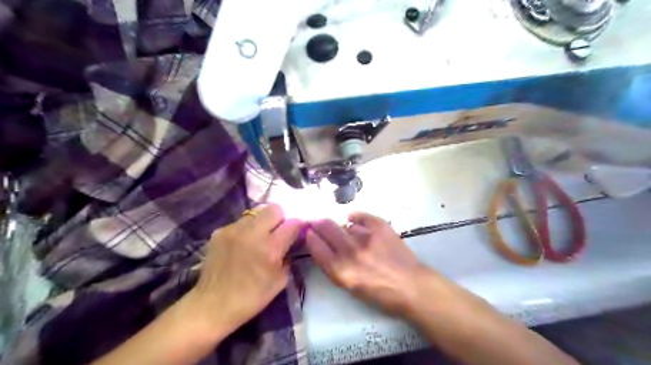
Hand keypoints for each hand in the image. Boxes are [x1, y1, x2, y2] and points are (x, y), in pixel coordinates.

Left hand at [187, 204, 300, 332]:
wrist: (212, 306)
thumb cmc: (251, 298)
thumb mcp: (280, 281)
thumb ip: (288, 256)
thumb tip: (290, 243)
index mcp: (271, 248)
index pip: (293, 224)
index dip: (298, 226)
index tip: (296, 232)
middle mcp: (253, 233)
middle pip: (274, 209)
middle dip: (280, 219)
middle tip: (277, 233)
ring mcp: (233, 230)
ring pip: (256, 213)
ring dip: (262, 223)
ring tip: (257, 238)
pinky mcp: (219, 232)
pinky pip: (240, 222)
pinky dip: (246, 230)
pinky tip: (241, 245)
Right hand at [307, 211, 428, 316]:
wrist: (411, 286)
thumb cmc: (379, 293)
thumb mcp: (348, 286)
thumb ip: (332, 265)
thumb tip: (322, 243)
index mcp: (340, 271)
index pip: (315, 246)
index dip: (310, 237)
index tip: (308, 232)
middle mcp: (351, 252)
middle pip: (326, 227)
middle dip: (318, 223)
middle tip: (317, 222)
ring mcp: (366, 236)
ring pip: (345, 224)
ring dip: (345, 230)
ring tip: (356, 238)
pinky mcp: (380, 226)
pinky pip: (360, 216)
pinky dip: (358, 220)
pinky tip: (359, 224)